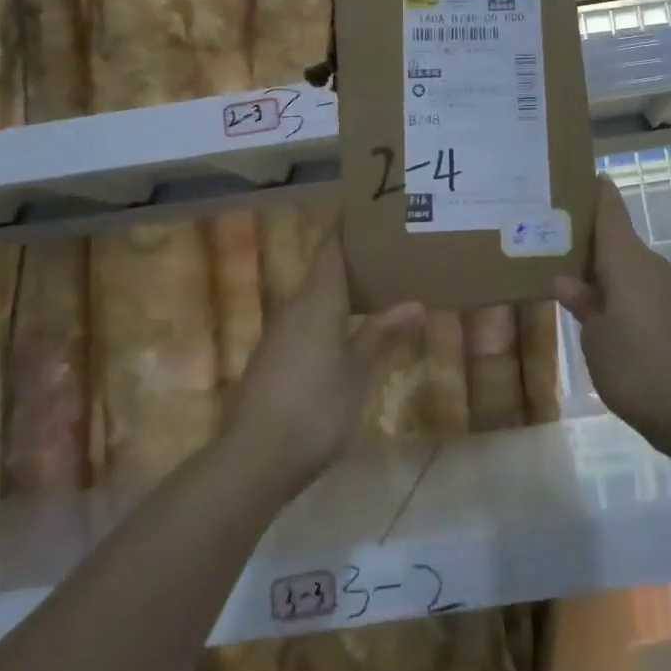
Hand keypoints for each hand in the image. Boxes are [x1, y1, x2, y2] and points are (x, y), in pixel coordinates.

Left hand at [224, 228, 424, 494]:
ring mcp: (278, 336)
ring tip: (373, 291)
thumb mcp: (359, 370)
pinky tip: (345, 337)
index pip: (330, 249)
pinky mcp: (271, 363)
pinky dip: (327, 319)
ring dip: (339, 292)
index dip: (345, 227)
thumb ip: (383, 333)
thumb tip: (415, 302)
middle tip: (386, 254)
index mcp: (317, 300)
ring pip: (312, 301)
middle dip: (350, 261)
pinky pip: (304, 326)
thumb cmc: (316, 405)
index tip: (366, 212)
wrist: (254, 458)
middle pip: (322, 272)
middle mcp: (294, 309)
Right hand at [553, 178, 670, 456]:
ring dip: (597, 264)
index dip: (591, 188)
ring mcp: (666, 288)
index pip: (610, 206)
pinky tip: (594, 306)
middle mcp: (649, 264)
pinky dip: (614, 287)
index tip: (566, 179)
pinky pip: (637, 286)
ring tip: (561, 269)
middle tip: (545, 232)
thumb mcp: (596, 338)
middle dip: (583, 232)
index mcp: (627, 259)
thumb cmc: (638, 368)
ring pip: (625, 263)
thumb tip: (566, 279)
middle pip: (615, 234)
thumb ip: (582, 303)